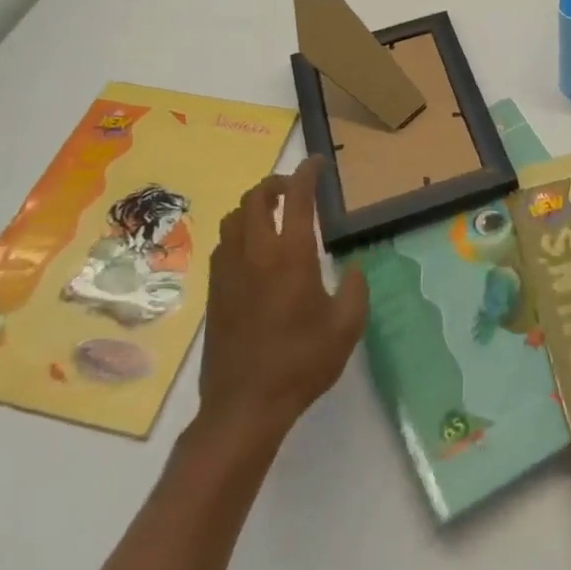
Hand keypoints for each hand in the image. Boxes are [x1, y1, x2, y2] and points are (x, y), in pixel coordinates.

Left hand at [197, 157, 367, 438]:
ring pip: (235, 217)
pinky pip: (225, 244)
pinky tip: (254, 251)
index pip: (297, 197)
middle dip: (276, 183)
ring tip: (274, 215)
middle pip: (256, 197)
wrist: (244, 407)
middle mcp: (256, 252)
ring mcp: (229, 271)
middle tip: (295, 189)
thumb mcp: (346, 327)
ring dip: (254, 206)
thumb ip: (356, 289)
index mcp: (291, 254)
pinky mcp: (214, 291)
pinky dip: (241, 232)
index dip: (307, 172)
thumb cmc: (301, 362)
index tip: (318, 163)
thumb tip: (353, 269)